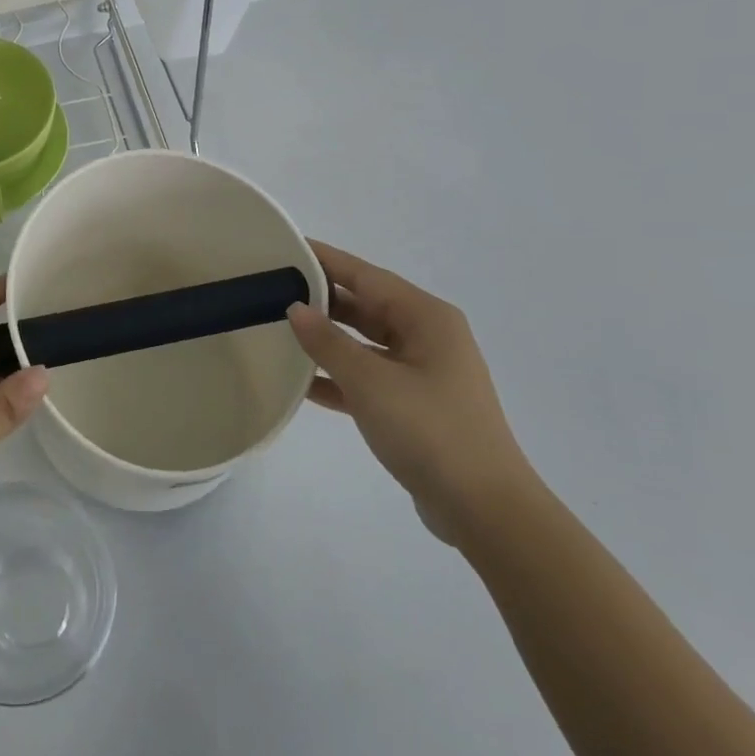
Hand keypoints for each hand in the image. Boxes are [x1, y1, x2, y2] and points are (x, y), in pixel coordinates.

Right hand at [286, 241, 536, 542]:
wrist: (483, 508)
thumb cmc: (429, 430)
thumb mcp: (370, 381)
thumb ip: (328, 343)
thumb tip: (296, 309)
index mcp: (426, 318)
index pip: (365, 275)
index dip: (325, 260)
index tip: (286, 247)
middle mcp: (427, 337)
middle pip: (365, 306)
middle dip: (321, 299)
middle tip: (272, 289)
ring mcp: (422, 372)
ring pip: (364, 342)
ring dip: (326, 339)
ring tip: (277, 328)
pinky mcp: (413, 405)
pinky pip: (367, 377)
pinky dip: (337, 376)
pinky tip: (301, 381)